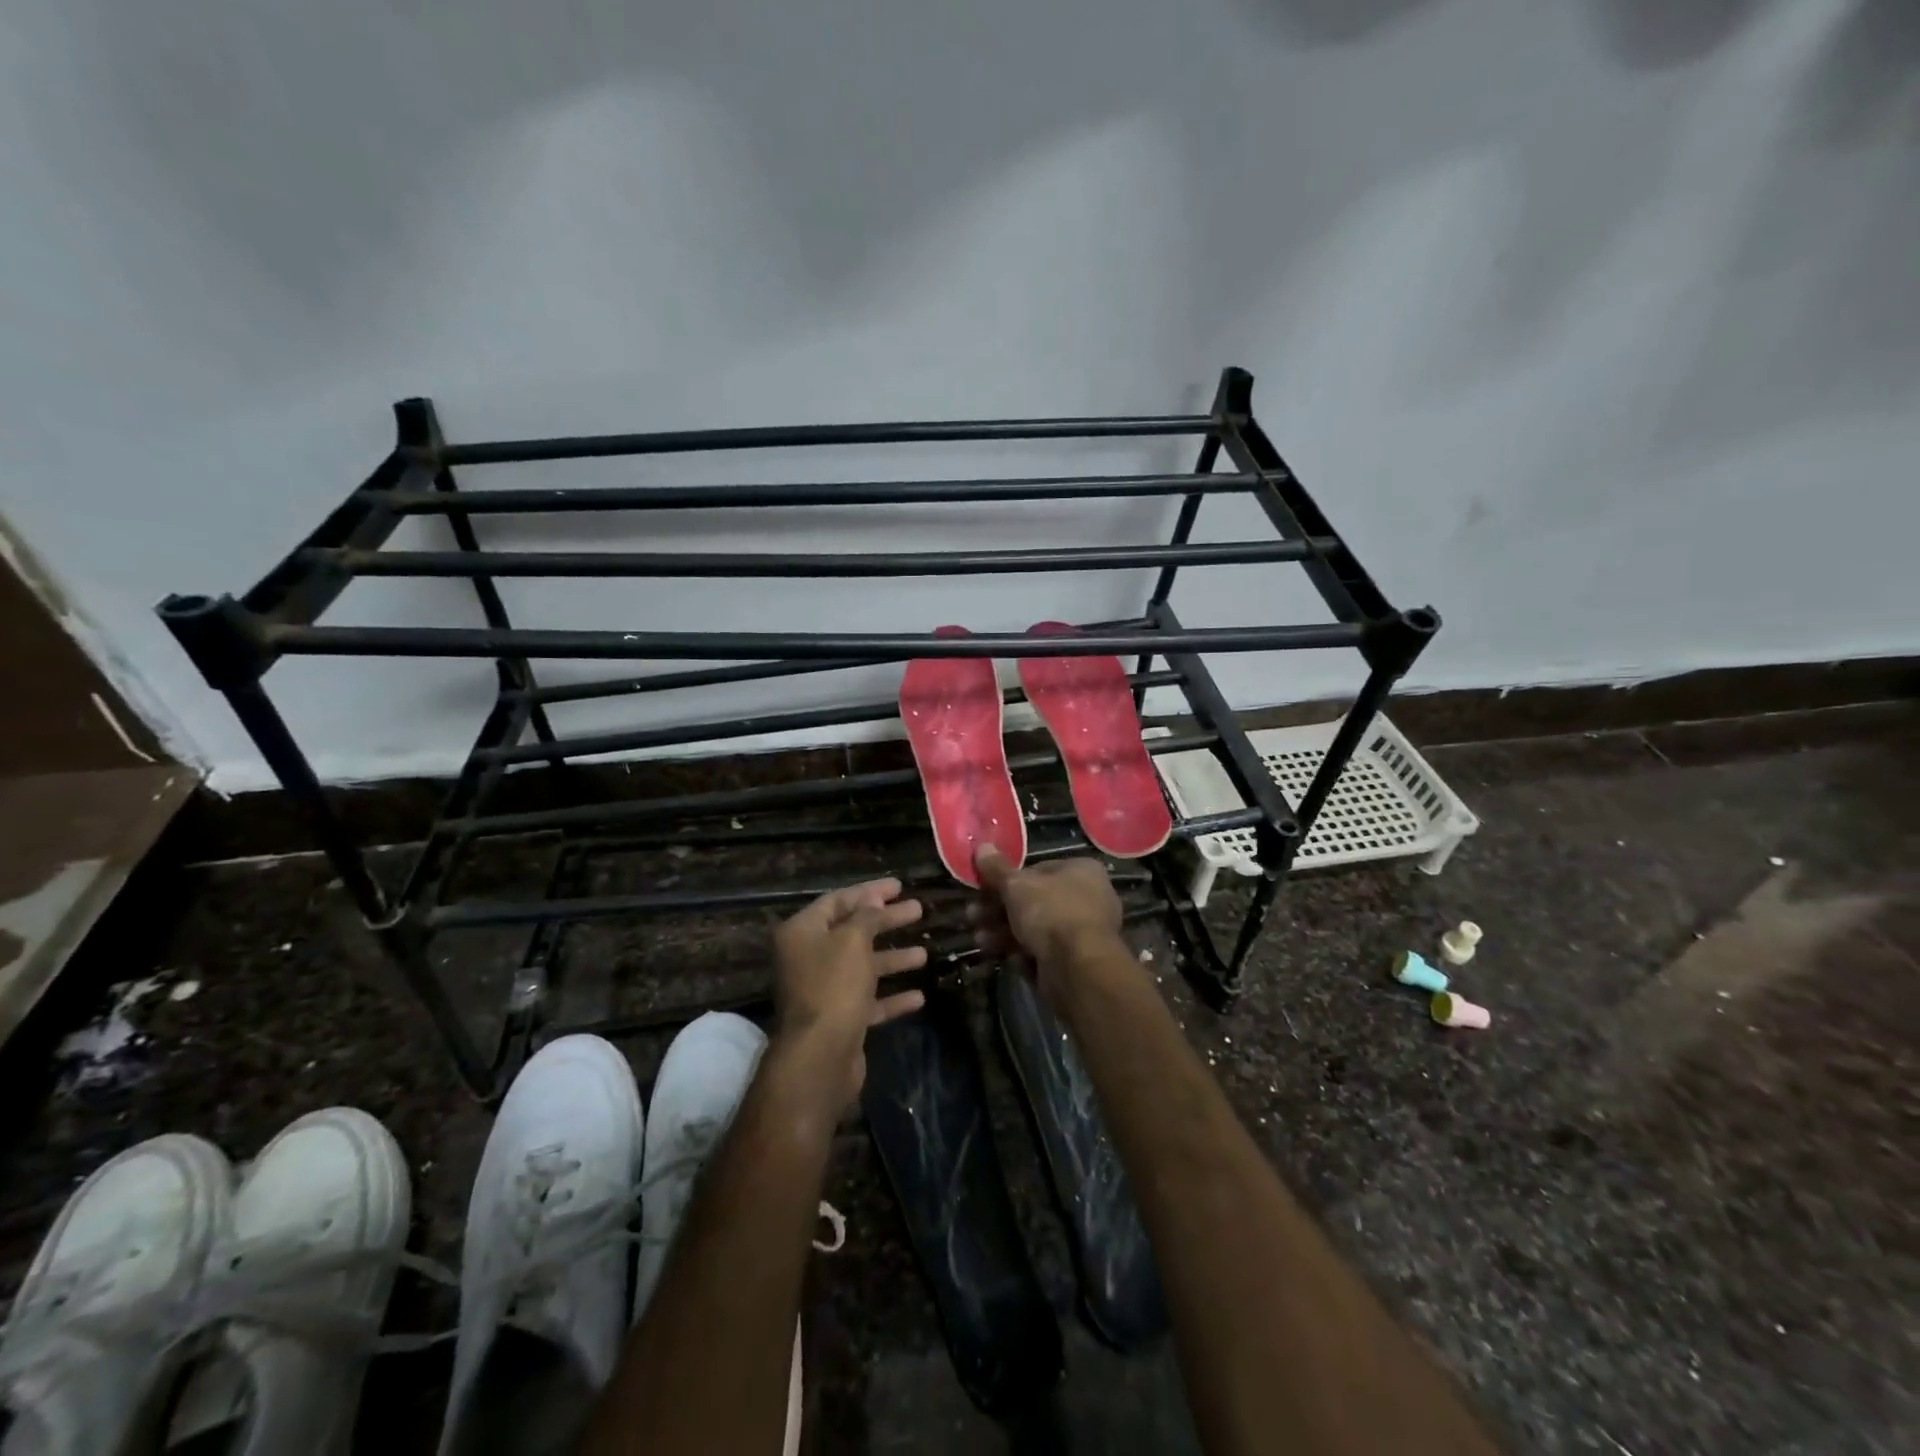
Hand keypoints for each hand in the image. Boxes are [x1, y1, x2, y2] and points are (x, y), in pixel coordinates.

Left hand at [772, 878, 927, 1104]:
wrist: (820, 1056)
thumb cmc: (834, 985)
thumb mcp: (853, 940)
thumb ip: (866, 916)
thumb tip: (873, 898)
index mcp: (802, 933)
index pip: (837, 901)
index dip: (869, 892)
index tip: (899, 886)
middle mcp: (807, 958)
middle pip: (852, 931)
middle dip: (886, 921)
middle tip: (918, 910)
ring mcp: (822, 991)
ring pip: (862, 966)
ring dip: (892, 959)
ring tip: (924, 953)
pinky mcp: (838, 1019)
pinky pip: (867, 1000)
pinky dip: (890, 997)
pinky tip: (918, 996)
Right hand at [974, 846, 1128, 1009]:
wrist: (1078, 968)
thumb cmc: (1050, 912)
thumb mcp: (1017, 885)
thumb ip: (997, 869)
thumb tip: (982, 846)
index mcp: (1082, 871)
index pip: (1038, 869)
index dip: (1008, 878)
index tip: (984, 888)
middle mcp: (1088, 898)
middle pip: (1034, 901)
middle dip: (999, 909)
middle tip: (973, 915)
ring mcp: (1083, 933)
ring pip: (1035, 929)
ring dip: (1003, 932)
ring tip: (979, 939)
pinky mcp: (1075, 962)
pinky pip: (1043, 953)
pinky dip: (1021, 954)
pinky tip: (1003, 957)